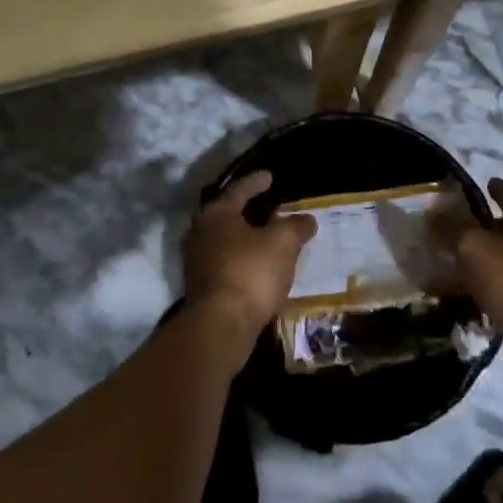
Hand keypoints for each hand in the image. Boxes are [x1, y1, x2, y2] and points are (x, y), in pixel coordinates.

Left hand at [182, 171, 315, 331]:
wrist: (221, 326)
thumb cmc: (251, 272)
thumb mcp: (283, 242)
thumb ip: (296, 226)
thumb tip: (306, 219)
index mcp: (217, 213)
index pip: (239, 190)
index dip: (256, 182)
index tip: (270, 176)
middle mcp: (200, 232)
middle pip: (226, 214)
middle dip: (246, 210)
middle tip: (266, 205)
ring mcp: (196, 262)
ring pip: (224, 240)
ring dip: (244, 237)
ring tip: (265, 238)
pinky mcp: (200, 288)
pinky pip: (224, 263)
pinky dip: (241, 260)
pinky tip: (257, 267)